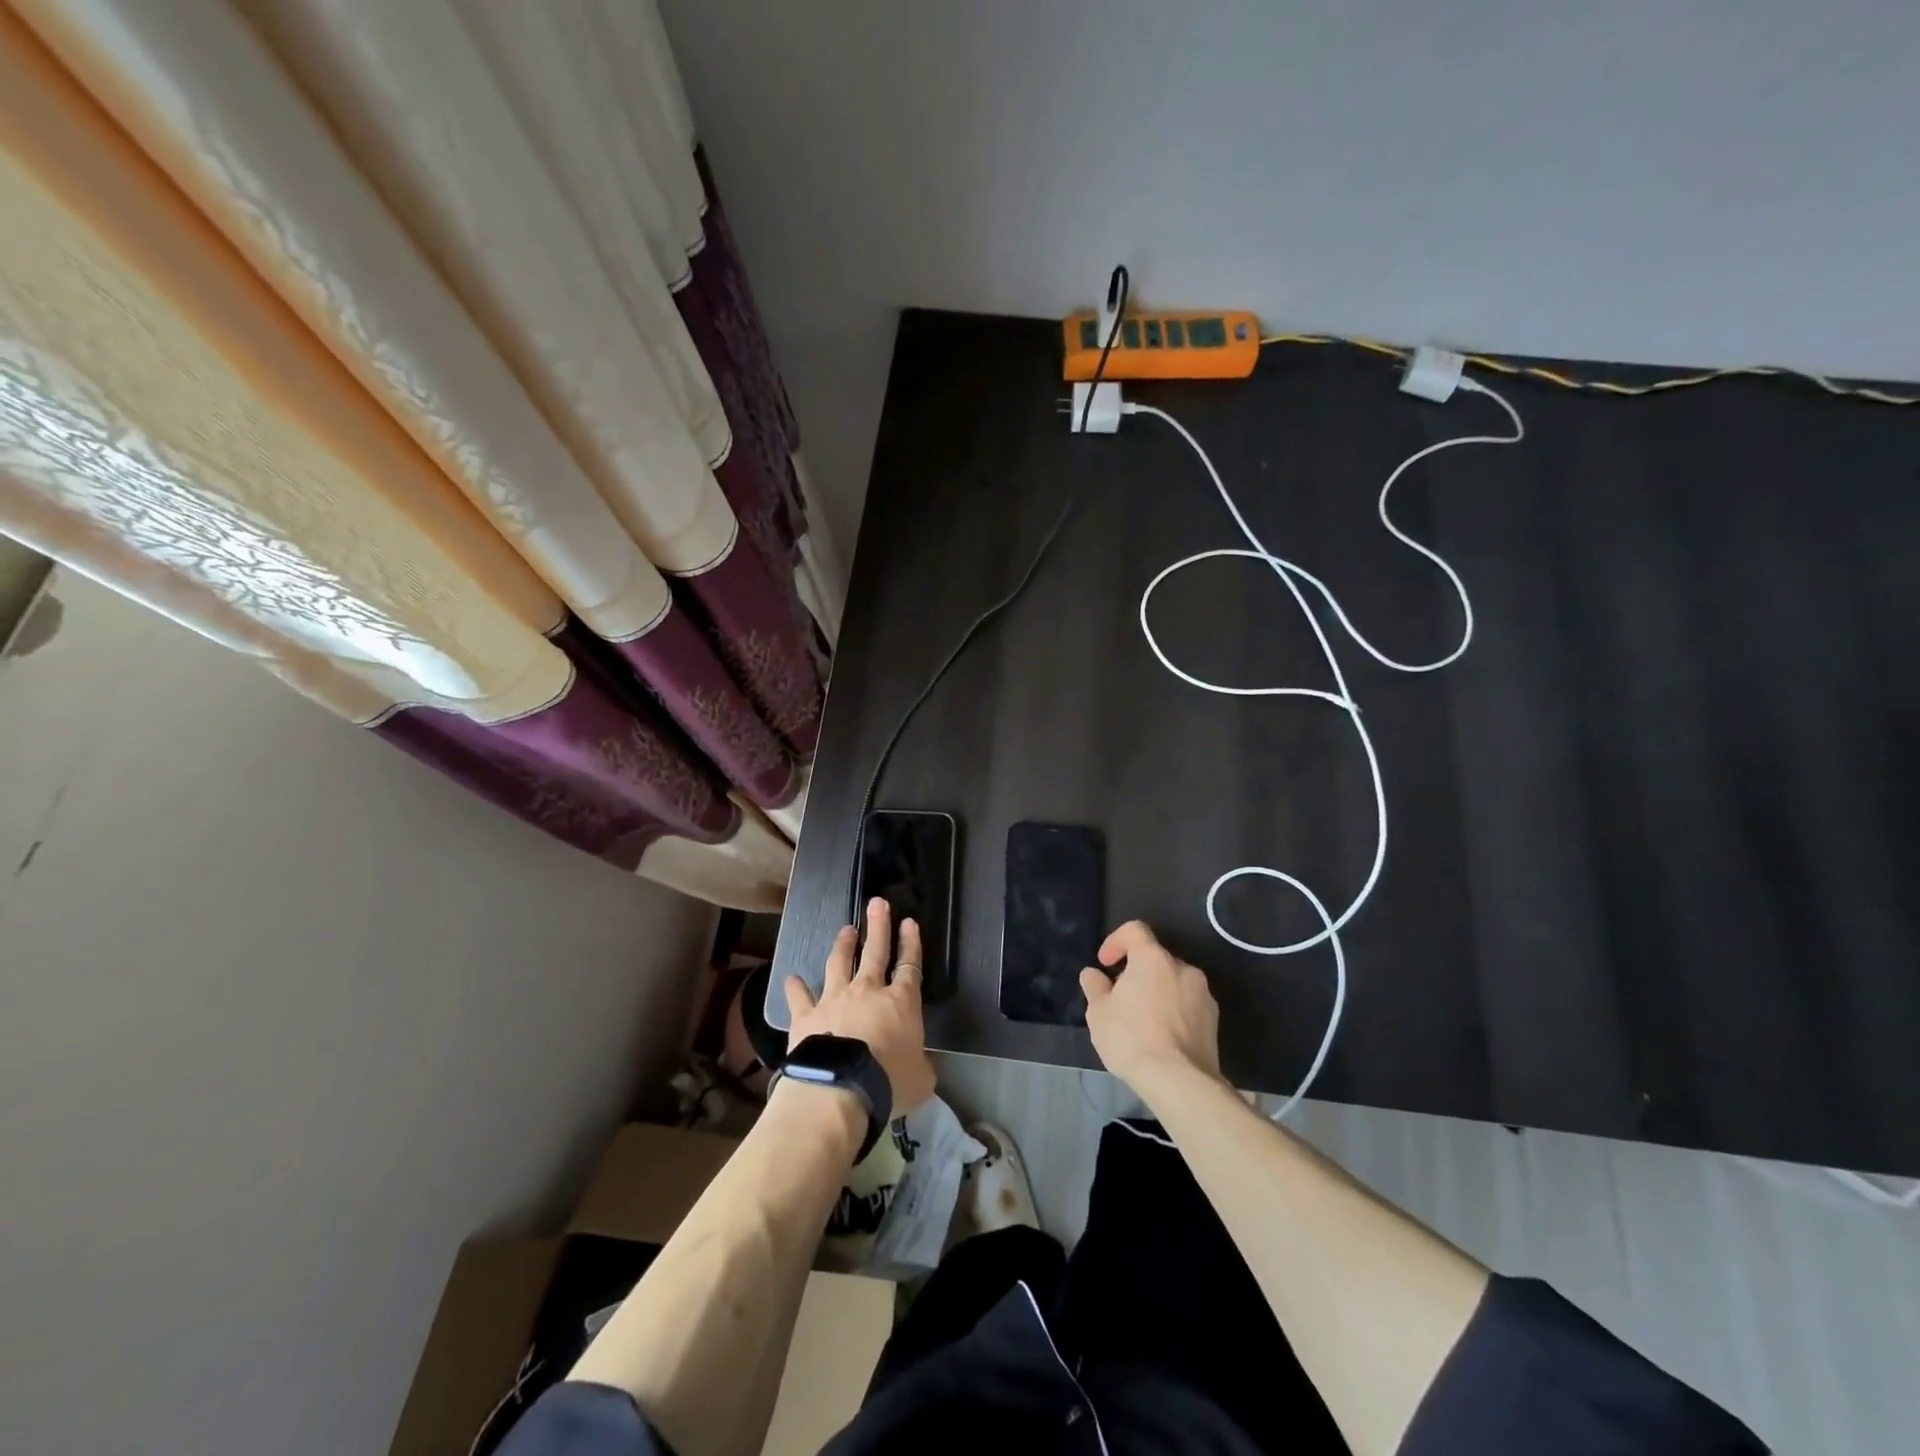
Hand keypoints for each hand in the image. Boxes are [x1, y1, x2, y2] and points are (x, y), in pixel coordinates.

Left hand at [785, 898, 937, 1114]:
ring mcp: (834, 999)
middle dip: (878, 926)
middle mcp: (868, 991)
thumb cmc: (889, 1082)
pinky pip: (799, 996)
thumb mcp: (921, 1079)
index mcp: (901, 1002)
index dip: (911, 943)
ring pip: (839, 963)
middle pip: (875, 952)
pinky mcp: (806, 1015)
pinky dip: (795, 987)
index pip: (909, 966)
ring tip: (846, 929)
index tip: (909, 922)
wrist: (839, 1088)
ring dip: (843, 945)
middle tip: (877, 903)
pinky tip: (791, 978)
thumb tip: (920, 1065)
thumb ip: (921, 1065)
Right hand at [1080, 920, 1222, 1096]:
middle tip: (1120, 998)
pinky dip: (1173, 1011)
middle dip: (1137, 972)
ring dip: (1157, 992)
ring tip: (1142, 1021)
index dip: (1116, 941)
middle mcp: (1182, 968)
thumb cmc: (1132, 1037)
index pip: (1135, 930)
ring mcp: (1203, 994)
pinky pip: (1187, 1005)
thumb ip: (1095, 987)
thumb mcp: (1098, 1013)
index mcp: (1152, 958)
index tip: (1105, 963)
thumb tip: (1093, 975)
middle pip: (1155, 958)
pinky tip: (1161, 1037)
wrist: (1180, 1081)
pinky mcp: (1214, 1020)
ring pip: (1173, 982)